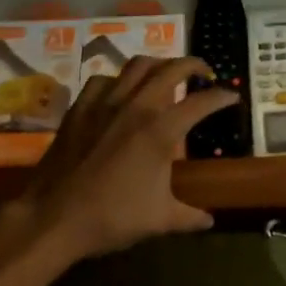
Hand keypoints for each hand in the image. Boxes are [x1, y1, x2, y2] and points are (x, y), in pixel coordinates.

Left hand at [10, 56, 238, 262]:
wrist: (52, 218)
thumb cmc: (111, 217)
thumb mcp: (159, 219)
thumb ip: (188, 216)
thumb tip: (209, 220)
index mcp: (161, 130)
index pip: (202, 102)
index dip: (221, 97)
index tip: (232, 96)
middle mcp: (137, 106)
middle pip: (172, 68)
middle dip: (194, 65)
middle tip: (205, 73)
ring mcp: (106, 102)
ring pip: (138, 65)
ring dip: (159, 65)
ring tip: (167, 74)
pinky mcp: (81, 107)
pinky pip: (104, 79)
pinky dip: (119, 80)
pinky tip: (121, 92)